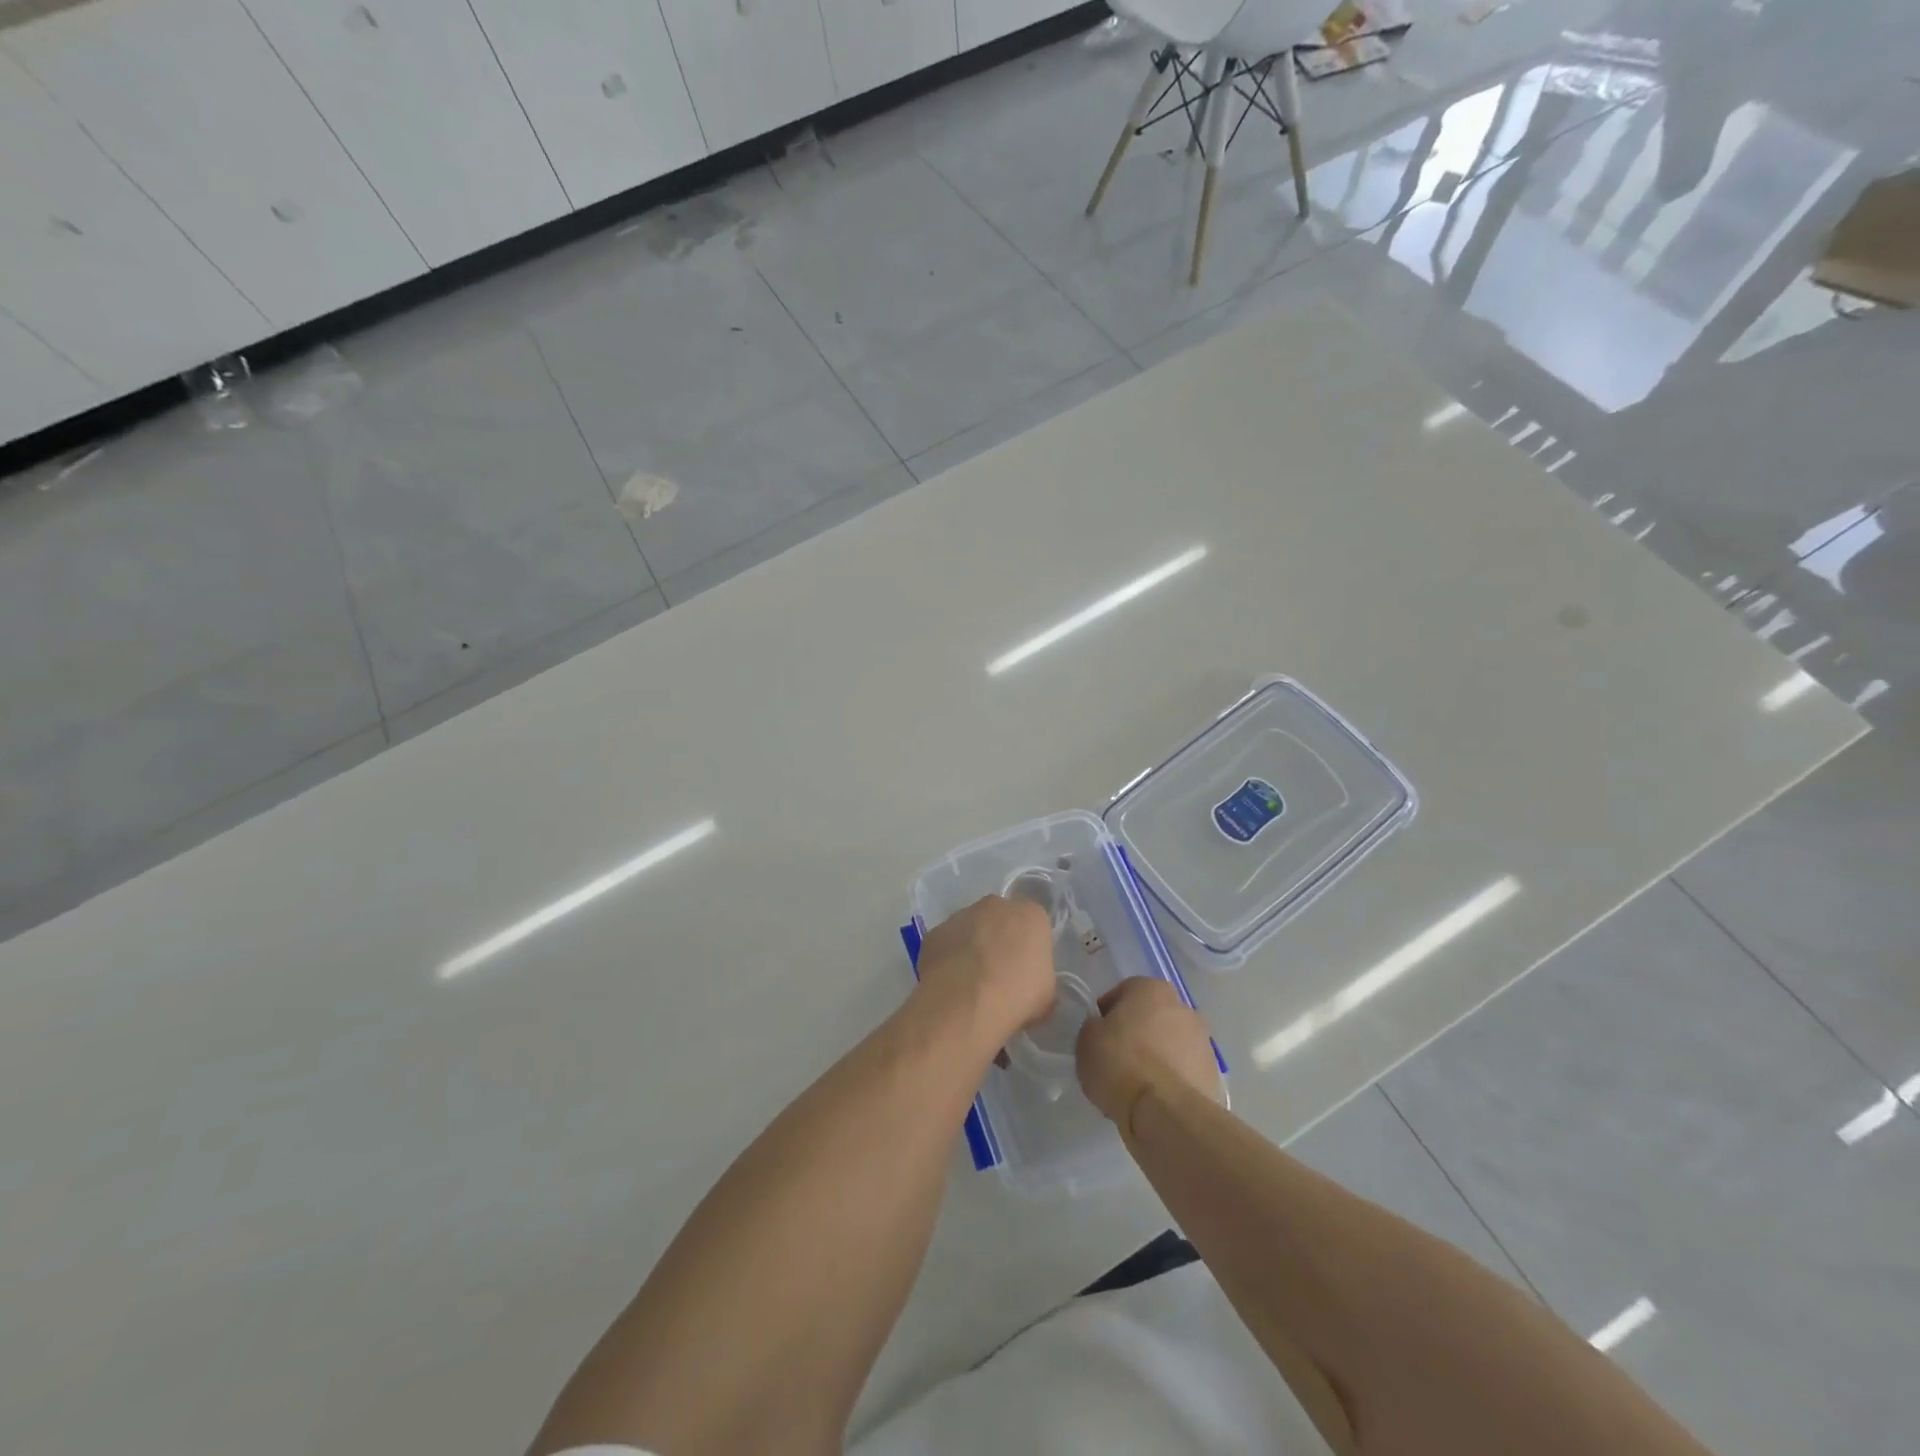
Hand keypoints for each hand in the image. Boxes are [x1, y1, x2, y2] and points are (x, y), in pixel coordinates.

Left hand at [916, 895, 1056, 1052]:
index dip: (1029, 946)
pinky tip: (950, 982)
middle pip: (1001, 918)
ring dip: (972, 946)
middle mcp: (995, 905)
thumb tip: (1030, 984)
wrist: (965, 1005)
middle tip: (999, 972)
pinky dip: (949, 957)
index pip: (1034, 923)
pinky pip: (947, 942)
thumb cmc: (1016, 997)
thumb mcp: (1046, 995)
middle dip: (1000, 938)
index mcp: (1030, 915)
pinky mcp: (935, 931)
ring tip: (970, 981)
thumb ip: (1040, 977)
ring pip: (971, 927)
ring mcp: (961, 915)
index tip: (1026, 968)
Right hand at [1076, 978, 1222, 1125]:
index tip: (1097, 1037)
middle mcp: (1183, 1007)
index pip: (1123, 993)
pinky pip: (1183, 1072)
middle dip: (1136, 1034)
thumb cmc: (1119, 1063)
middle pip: (1151, 1017)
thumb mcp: (1086, 1038)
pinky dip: (1171, 1080)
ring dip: (1156, 1057)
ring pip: (1170, 1044)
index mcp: (1151, 988)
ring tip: (1135, 1085)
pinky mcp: (1213, 1075)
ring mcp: (1203, 1042)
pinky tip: (1154, 1100)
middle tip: (1116, 1059)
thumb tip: (1103, 1030)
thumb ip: (1095, 1026)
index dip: (1106, 1015)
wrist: (1164, 1112)